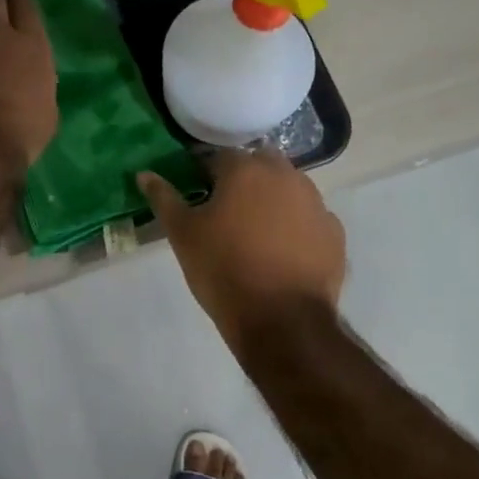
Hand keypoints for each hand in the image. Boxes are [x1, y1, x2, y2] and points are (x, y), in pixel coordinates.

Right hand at [137, 148, 346, 352]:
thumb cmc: (223, 269)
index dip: (205, 174)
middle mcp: (286, 176)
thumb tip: (144, 174)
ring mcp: (316, 203)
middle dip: (244, 179)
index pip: (219, 156)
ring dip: (272, 199)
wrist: (281, 321)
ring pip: (288, 188)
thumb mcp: (183, 234)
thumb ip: (163, 198)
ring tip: (255, 232)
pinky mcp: (334, 233)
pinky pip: (309, 218)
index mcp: (245, 170)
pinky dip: (296, 226)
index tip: (197, 195)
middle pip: (259, 164)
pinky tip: (282, 251)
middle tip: (226, 210)